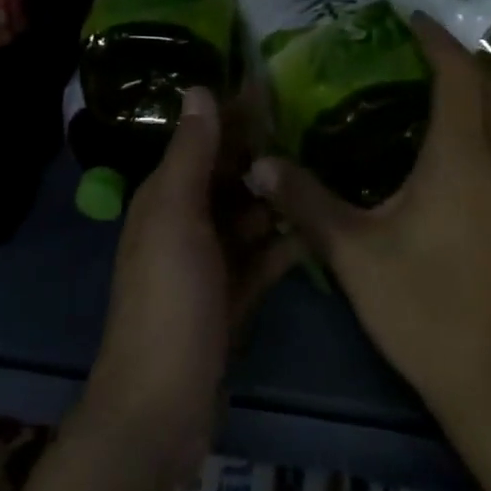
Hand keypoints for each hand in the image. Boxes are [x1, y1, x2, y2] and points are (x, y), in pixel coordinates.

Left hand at [83, 87, 299, 484]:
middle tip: (318, 124)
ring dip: (280, 195)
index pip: (204, 140)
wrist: (162, 406)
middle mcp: (186, 222)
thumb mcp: (175, 218)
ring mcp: (211, 262)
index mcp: (165, 197)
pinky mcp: (234, 296)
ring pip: (250, 214)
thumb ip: (190, 155)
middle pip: (230, 175)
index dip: (235, 113)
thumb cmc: (168, 299)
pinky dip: (286, 241)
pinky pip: (264, 256)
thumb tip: (199, 88)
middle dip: (265, 152)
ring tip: (328, 167)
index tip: (277, 85)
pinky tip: (320, 225)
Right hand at [247, 16, 490, 422]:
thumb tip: (260, 165)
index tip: (412, 18)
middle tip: (421, 51)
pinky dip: (490, 127)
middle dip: (462, 61)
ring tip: (438, 91)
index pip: (457, 76)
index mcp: (461, 158)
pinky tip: (458, 151)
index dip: (437, 41)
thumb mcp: (355, 253)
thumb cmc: (425, 308)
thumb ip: (307, 202)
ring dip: (482, 94)